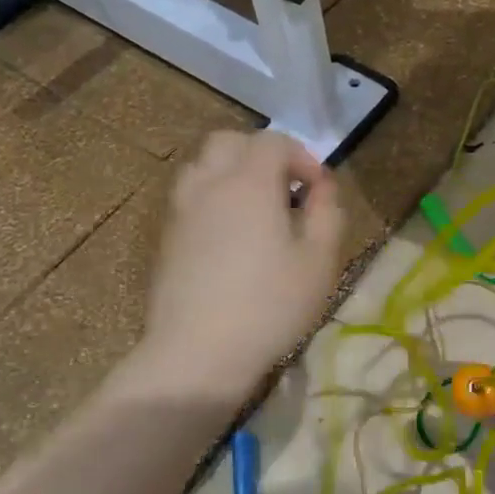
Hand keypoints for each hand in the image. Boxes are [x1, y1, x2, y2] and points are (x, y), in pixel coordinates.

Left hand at [133, 132, 344, 402]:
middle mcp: (209, 184)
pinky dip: (214, 198)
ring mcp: (181, 210)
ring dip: (233, 173)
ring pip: (204, 166)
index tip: (318, 190)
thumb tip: (321, 187)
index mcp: (249, 182)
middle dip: (262, 154)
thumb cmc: (270, 305)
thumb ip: (327, 212)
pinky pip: (191, 196)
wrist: (198, 352)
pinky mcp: (167, 237)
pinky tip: (232, 237)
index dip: (302, 156)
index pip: (273, 141)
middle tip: (286, 190)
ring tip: (258, 210)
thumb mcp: (319, 261)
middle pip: (230, 142)